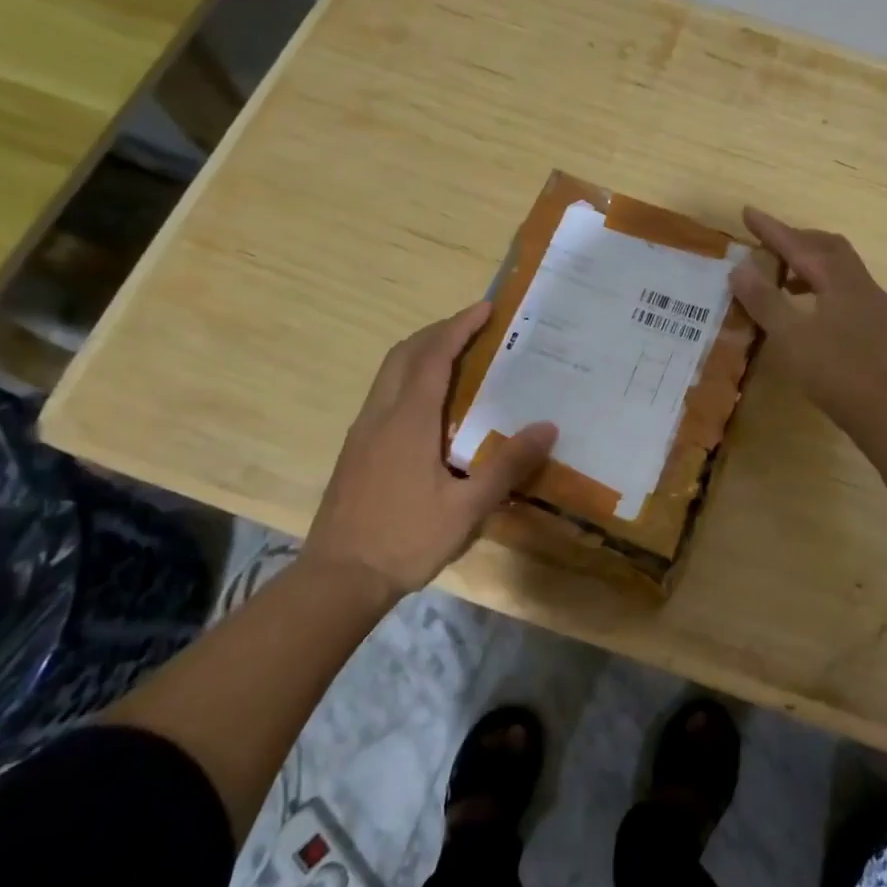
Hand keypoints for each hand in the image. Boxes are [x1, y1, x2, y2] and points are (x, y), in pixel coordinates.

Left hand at [301, 302, 556, 595]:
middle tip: (472, 327)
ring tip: (455, 356)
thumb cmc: (406, 539)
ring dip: (420, 352)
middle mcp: (381, 415)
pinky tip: (430, 405)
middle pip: (404, 354)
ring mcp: (363, 432)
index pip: (434, 356)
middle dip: (438, 331)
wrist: (338, 578)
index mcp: (409, 420)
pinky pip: (384, 394)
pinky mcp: (356, 450)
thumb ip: (507, 465)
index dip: (459, 327)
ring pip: (389, 372)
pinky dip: (409, 377)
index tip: (485, 308)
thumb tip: (548, 427)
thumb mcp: (467, 507)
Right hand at [728, 207, 886, 433]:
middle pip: (828, 247)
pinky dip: (822, 285)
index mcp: (839, 279)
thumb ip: (765, 301)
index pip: (799, 244)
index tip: (748, 212)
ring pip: (840, 268)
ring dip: (811, 263)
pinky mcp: (877, 326)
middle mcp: (860, 283)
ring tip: (784, 278)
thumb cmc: (837, 372)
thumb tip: (739, 268)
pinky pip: (846, 289)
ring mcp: (873, 305)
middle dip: (797, 239)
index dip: (771, 229)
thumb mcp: (791, 337)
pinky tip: (810, 310)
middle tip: (768, 244)